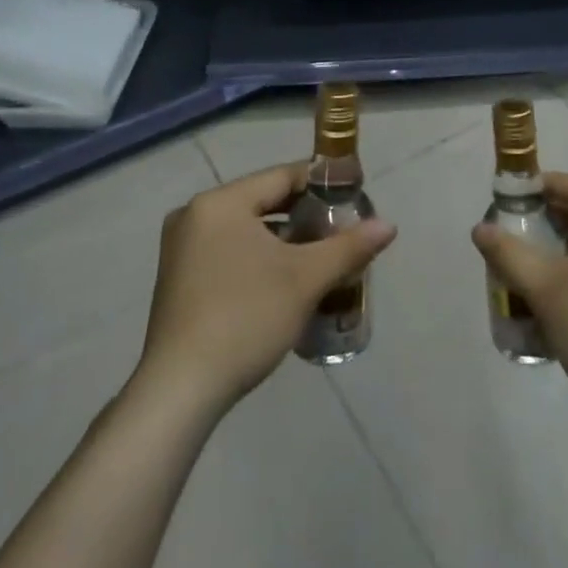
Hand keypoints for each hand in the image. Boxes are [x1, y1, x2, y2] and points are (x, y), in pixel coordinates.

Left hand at [135, 164, 396, 419]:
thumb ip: (349, 247)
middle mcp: (195, 214)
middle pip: (263, 201)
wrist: (180, 390)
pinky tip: (284, 281)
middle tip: (343, 231)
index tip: (355, 198)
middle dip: (305, 216)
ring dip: (283, 239)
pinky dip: (258, 257)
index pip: (283, 177)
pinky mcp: (178, 277)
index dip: (323, 184)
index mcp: (221, 202)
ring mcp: (180, 247)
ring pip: (246, 228)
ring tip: (321, 257)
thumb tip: (389, 225)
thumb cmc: (245, 318)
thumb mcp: (305, 279)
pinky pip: (228, 250)